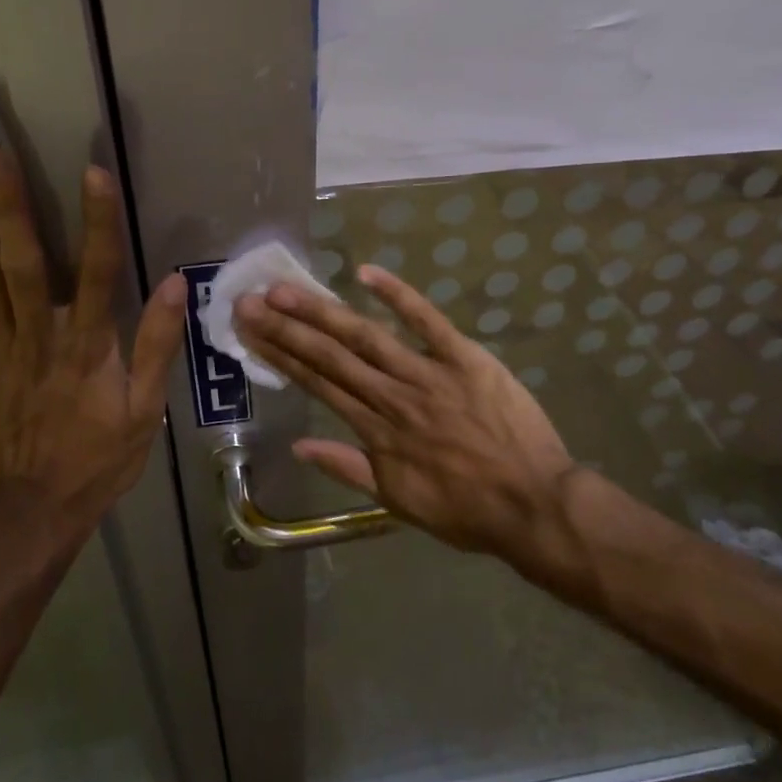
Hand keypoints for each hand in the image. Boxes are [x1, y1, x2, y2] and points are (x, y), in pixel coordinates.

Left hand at [0, 146, 186, 538]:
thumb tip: (176, 284)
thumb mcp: (145, 411)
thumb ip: (157, 345)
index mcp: (88, 347)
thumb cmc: (97, 459)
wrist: (30, 508)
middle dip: (5, 204)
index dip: (97, 222)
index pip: (99, 273)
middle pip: (23, 261)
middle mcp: (40, 336)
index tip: (93, 172)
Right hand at [234, 265, 576, 557]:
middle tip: (250, 301)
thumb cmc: (465, 509)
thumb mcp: (397, 502)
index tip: (251, 332)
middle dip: (287, 327)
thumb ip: (348, 469)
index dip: (281, 356)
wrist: (531, 504)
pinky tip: (366, 272)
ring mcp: (428, 374)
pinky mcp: (465, 358)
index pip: (318, 384)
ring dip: (324, 311)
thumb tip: (299, 446)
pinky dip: (399, 295)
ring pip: (367, 337)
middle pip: (331, 356)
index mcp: (375, 431)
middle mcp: (391, 397)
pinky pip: (429, 321)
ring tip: (287, 290)